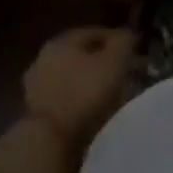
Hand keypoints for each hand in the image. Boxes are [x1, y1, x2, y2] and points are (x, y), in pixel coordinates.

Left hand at [24, 27, 138, 146]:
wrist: (51, 139)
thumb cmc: (85, 91)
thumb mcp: (114, 61)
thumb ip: (123, 42)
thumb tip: (127, 35)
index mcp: (60, 42)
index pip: (93, 32)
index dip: (117, 38)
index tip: (135, 48)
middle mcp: (44, 59)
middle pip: (82, 56)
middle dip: (106, 62)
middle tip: (128, 70)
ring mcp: (37, 87)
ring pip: (75, 78)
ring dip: (94, 82)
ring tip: (117, 92)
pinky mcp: (38, 112)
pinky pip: (68, 98)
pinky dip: (84, 100)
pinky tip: (99, 109)